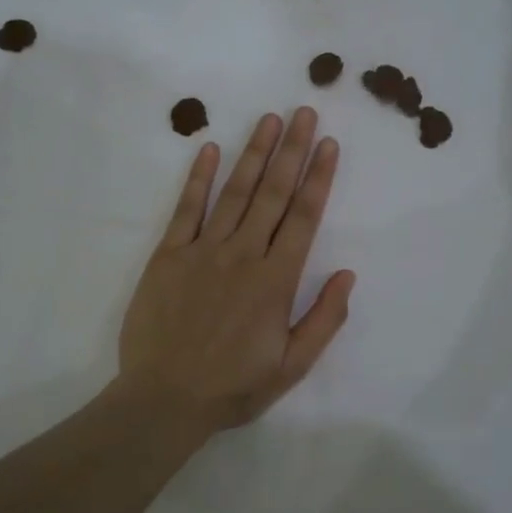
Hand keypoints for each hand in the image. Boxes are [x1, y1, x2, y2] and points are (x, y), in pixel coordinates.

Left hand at [115, 108, 355, 437]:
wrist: (164, 400)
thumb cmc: (233, 387)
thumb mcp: (292, 366)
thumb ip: (324, 318)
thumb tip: (347, 274)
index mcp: (276, 280)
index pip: (303, 217)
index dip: (319, 178)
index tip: (329, 144)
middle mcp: (242, 255)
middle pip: (272, 193)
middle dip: (292, 150)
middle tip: (305, 112)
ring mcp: (202, 251)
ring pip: (234, 192)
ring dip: (254, 153)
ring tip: (269, 119)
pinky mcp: (168, 255)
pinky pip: (186, 209)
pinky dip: (199, 178)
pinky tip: (210, 149)